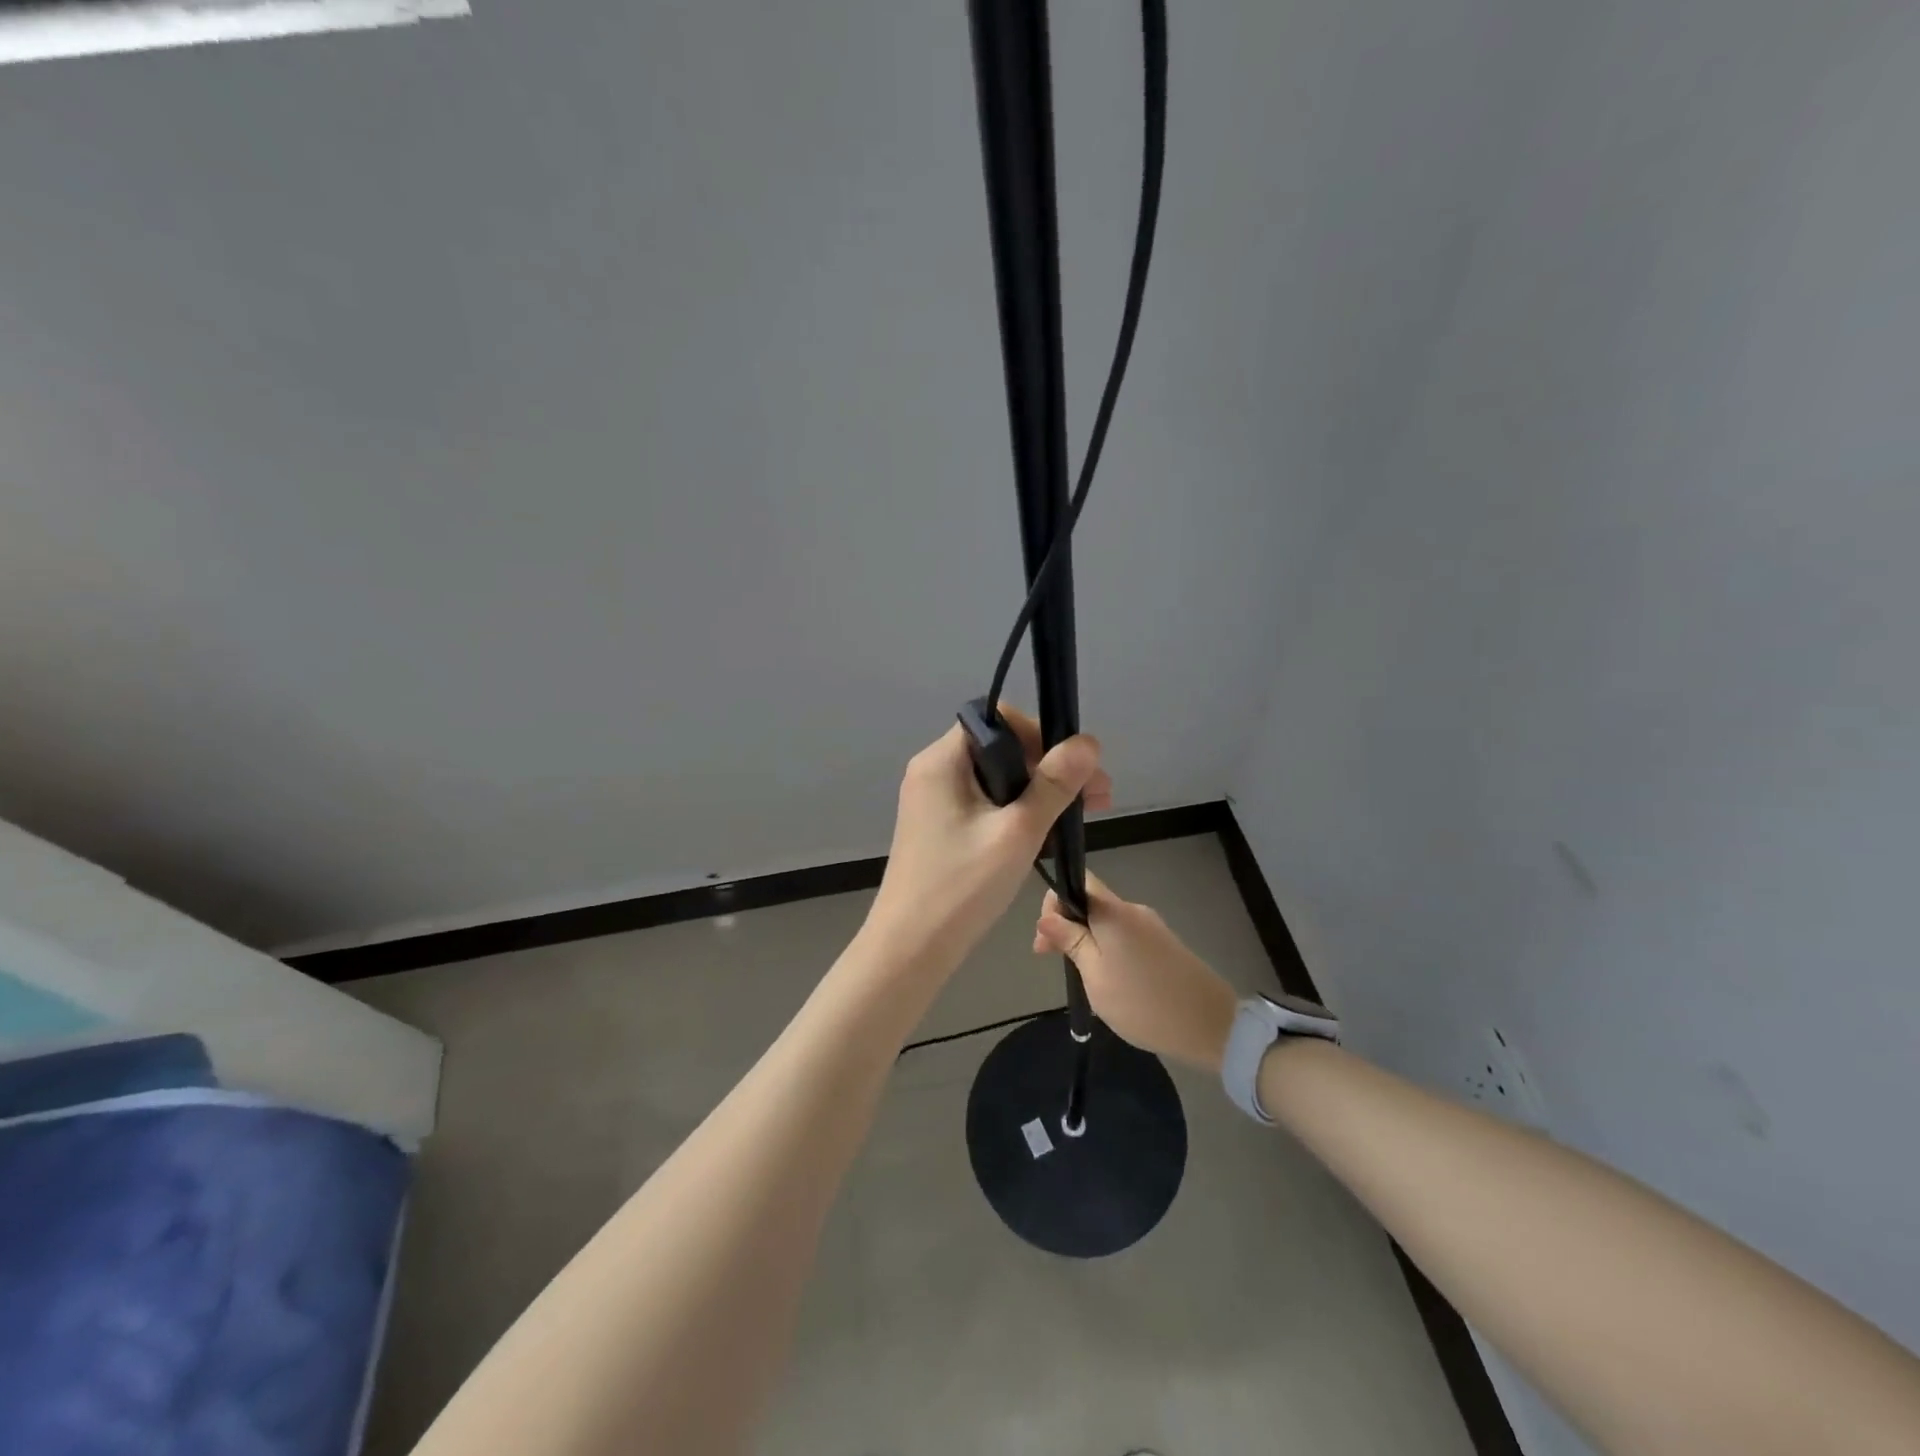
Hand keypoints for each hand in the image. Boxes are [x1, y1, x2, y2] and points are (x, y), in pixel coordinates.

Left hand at [865, 706, 1109, 978]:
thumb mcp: (1018, 831)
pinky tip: (1049, 834)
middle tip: (1098, 797)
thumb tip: (1088, 741)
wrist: (911, 949)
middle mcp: (933, 772)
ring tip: (1084, 816)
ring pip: (997, 781)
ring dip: (1040, 793)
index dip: (1040, 734)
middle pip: (1001, 750)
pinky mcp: (940, 829)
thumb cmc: (962, 886)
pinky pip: (986, 806)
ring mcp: (934, 802)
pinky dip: (1017, 813)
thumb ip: (1055, 783)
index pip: (997, 720)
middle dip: (1050, 768)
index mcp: (942, 761)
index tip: (1072, 767)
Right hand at [1032, 872, 1238, 1072]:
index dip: (1055, 903)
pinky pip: (1125, 937)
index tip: (1045, 941)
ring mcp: (1152, 927)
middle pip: (1091, 903)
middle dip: (1068, 926)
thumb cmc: (1143, 1002)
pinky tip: (1110, 981)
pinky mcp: (1164, 945)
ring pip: (1107, 923)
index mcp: (1113, 912)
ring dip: (1088, 941)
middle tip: (1054, 962)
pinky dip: (1109, 950)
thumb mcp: (1095, 976)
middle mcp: (1133, 910)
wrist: (1211, 1026)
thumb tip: (1046, 916)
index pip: (1078, 881)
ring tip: (1083, 978)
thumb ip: (1070, 941)